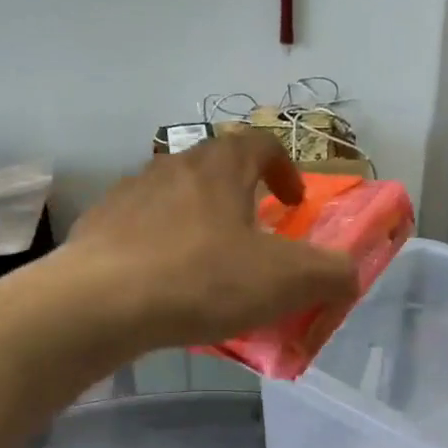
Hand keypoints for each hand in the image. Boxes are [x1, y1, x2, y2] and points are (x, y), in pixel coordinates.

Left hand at [61, 129, 358, 350]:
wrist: (102, 303)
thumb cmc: (203, 280)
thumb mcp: (287, 281)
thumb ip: (331, 273)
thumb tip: (349, 274)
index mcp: (219, 168)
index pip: (259, 144)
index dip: (284, 168)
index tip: (293, 202)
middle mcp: (172, 167)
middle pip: (213, 168)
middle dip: (239, 196)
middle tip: (253, 237)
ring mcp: (128, 196)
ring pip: (174, 198)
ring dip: (197, 222)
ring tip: (207, 265)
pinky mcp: (98, 229)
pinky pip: (139, 231)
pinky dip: (159, 248)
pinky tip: (163, 286)